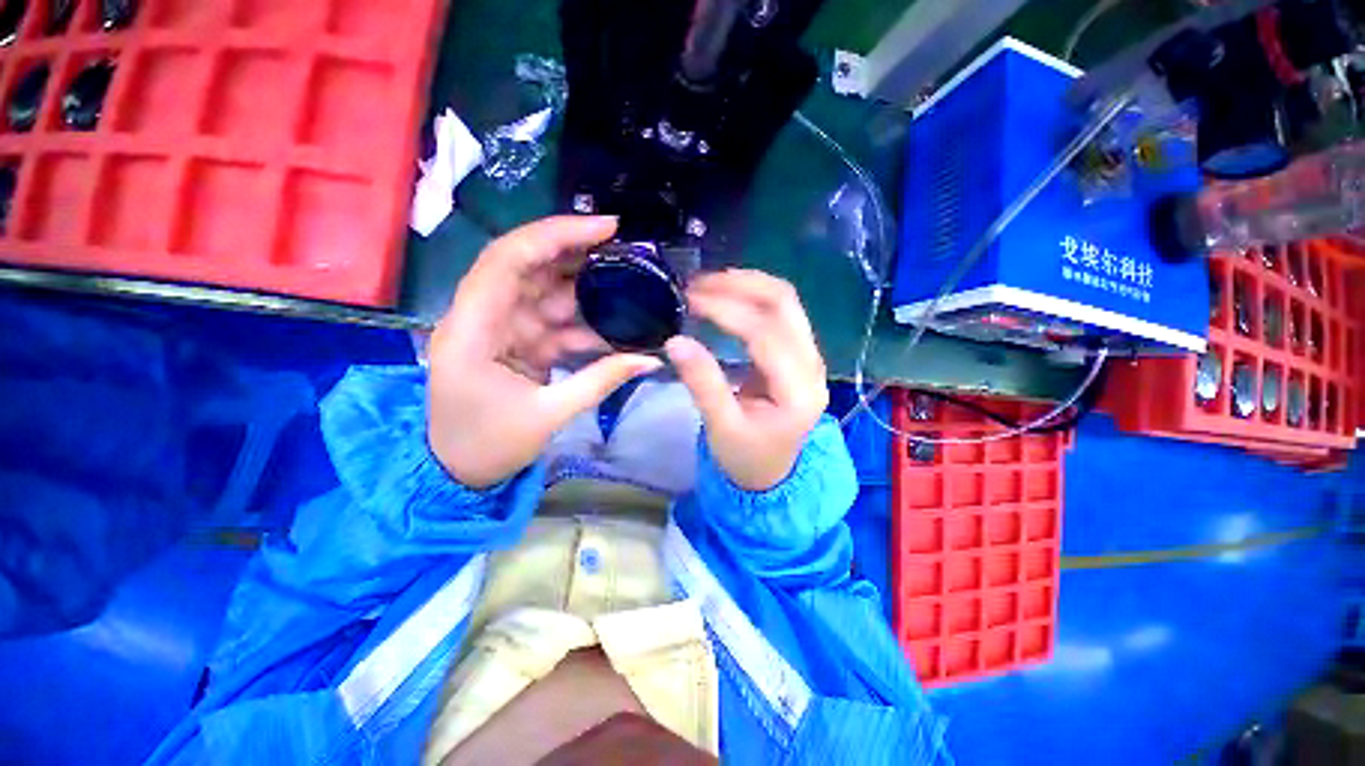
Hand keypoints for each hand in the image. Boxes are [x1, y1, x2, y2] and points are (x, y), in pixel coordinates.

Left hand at [427, 216, 662, 487]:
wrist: (458, 472)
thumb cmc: (489, 446)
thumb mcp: (549, 415)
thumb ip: (601, 381)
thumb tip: (652, 359)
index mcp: (472, 329)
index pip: (508, 260)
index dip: (555, 235)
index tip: (604, 228)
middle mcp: (480, 317)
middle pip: (527, 266)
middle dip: (574, 251)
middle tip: (623, 246)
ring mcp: (499, 328)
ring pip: (543, 291)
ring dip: (583, 286)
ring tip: (627, 280)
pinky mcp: (515, 341)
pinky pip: (551, 320)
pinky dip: (581, 320)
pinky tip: (612, 322)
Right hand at [665, 270, 827, 491]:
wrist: (770, 472)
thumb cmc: (746, 456)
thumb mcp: (721, 427)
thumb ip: (702, 383)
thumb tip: (675, 341)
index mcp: (798, 391)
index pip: (766, 334)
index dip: (728, 311)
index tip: (690, 300)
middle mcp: (812, 366)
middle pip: (784, 304)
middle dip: (739, 286)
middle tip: (696, 284)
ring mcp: (808, 355)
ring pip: (785, 301)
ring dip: (746, 285)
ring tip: (707, 284)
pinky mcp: (796, 352)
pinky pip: (779, 311)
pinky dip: (751, 297)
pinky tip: (725, 296)